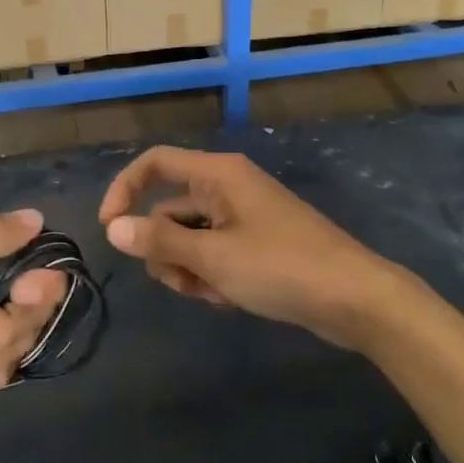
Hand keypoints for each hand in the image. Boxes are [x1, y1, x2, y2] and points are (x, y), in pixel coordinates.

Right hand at [98, 146, 403, 347]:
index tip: (109, 230)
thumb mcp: (213, 257)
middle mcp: (227, 188)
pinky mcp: (255, 244)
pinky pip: (213, 253)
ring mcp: (242, 217)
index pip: (154, 163)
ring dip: (188, 269)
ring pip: (189, 238)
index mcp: (218, 175)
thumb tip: (113, 228)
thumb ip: (160, 241)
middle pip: (168, 211)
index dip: (124, 190)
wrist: (354, 298)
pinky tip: (229, 299)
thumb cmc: (282, 268)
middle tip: (185, 282)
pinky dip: (211, 276)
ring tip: (213, 294)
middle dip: (166, 250)